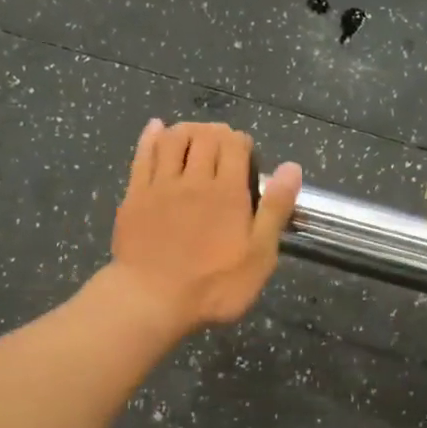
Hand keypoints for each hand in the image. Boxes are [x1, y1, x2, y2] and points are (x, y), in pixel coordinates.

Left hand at [106, 119, 300, 333]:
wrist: (152, 299)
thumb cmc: (214, 286)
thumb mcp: (259, 256)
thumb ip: (275, 210)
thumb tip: (292, 167)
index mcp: (228, 192)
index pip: (235, 145)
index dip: (242, 142)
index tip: (246, 153)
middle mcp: (194, 179)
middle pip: (205, 136)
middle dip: (217, 133)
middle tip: (222, 143)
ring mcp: (160, 185)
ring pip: (174, 139)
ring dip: (187, 129)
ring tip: (194, 135)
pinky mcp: (135, 196)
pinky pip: (143, 155)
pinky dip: (152, 137)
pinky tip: (156, 129)